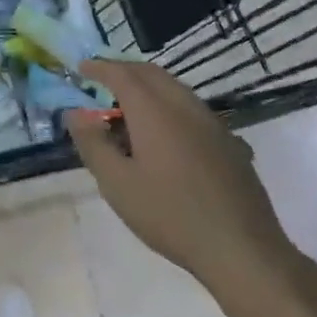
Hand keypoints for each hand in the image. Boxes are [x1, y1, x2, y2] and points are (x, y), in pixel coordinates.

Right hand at [65, 59, 293, 285]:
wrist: (241, 248)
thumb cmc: (169, 214)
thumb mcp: (117, 184)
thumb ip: (92, 144)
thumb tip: (75, 113)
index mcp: (155, 111)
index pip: (122, 74)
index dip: (99, 67)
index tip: (81, 67)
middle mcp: (185, 107)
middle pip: (152, 74)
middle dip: (124, 70)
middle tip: (101, 80)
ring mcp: (213, 124)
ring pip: (175, 89)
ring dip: (148, 87)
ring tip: (127, 108)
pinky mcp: (229, 143)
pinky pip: (191, 109)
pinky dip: (168, 106)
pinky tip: (163, 135)